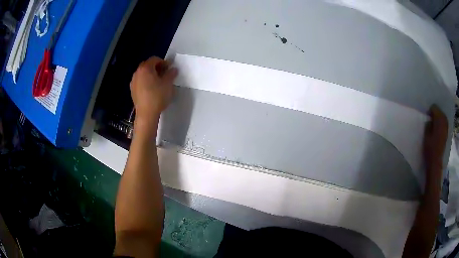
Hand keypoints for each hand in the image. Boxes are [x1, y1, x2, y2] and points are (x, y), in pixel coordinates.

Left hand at [130, 56, 177, 125]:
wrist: (146, 114)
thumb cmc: (157, 96)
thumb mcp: (168, 84)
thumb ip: (171, 73)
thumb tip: (173, 69)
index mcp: (145, 68)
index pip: (155, 59)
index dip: (163, 62)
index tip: (169, 68)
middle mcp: (137, 72)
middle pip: (147, 65)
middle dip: (156, 67)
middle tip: (164, 74)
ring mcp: (133, 82)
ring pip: (143, 74)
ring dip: (151, 74)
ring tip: (158, 82)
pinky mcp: (132, 90)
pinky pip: (140, 81)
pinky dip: (146, 81)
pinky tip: (151, 89)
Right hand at [423, 105, 447, 171]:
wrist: (435, 162)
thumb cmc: (430, 149)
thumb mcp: (426, 136)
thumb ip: (428, 125)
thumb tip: (430, 120)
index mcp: (439, 121)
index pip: (434, 108)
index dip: (430, 111)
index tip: (427, 116)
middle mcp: (444, 122)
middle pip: (439, 111)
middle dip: (435, 113)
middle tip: (430, 119)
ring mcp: (446, 128)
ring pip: (443, 117)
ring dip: (438, 118)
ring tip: (434, 123)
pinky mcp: (446, 133)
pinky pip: (444, 123)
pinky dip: (441, 123)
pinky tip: (438, 128)